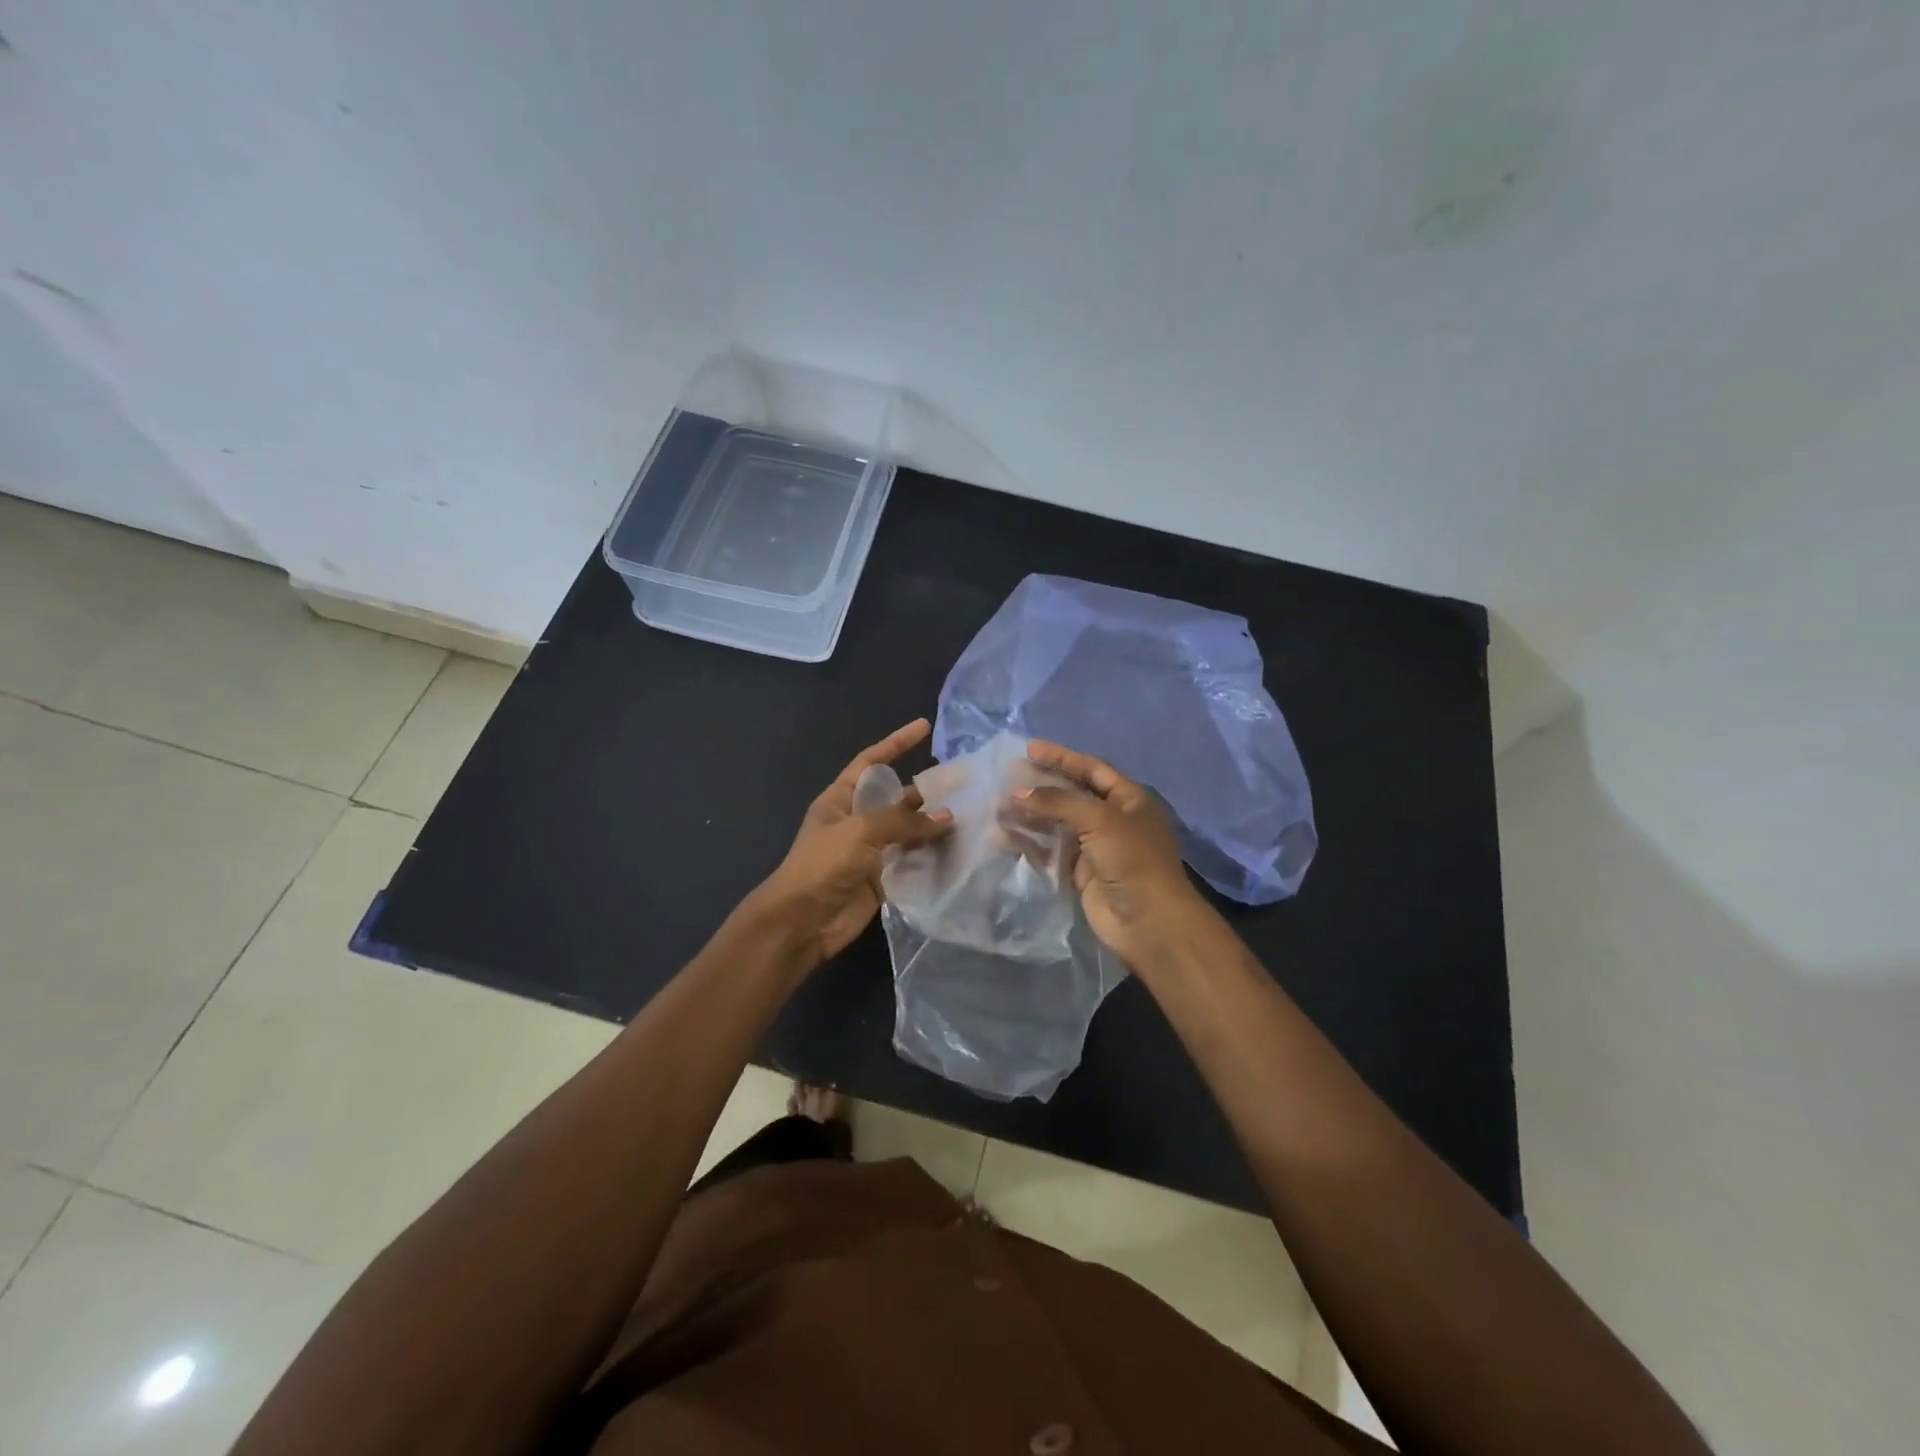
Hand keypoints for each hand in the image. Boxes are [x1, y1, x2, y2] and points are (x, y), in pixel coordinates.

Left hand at [744, 720, 952, 971]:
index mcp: (841, 800)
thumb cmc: (823, 865)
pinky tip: (960, 851)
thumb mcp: (860, 831)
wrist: (803, 922)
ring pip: (909, 832)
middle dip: (927, 792)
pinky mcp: (884, 879)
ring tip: (972, 817)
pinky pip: (913, 862)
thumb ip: (904, 821)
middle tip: (965, 783)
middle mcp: (857, 822)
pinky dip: (933, 857)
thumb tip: (946, 817)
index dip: (895, 743)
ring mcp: (871, 852)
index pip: (871, 762)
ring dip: (934, 826)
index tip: (923, 727)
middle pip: (897, 798)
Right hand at [1011, 741, 1214, 973]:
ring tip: (996, 807)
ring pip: (1055, 824)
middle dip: (1039, 786)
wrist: (1148, 921)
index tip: (1028, 748)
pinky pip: (1049, 851)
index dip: (1061, 758)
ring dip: (1028, 815)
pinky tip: (1002, 837)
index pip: (1091, 769)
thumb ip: (1057, 801)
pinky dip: (1027, 843)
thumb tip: (1016, 791)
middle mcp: (1112, 820)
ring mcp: (1095, 848)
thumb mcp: (1099, 820)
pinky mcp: (1079, 874)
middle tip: (1006, 777)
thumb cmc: (1131, 859)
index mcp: (1128, 799)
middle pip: (1070, 795)